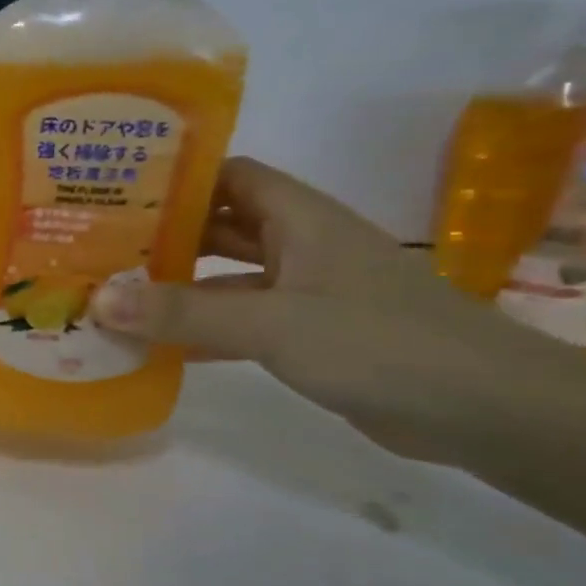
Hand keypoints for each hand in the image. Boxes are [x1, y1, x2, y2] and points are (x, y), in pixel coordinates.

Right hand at [91, 157, 547, 461]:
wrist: (485, 409)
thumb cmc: (379, 342)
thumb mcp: (272, 323)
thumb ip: (184, 313)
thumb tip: (100, 298)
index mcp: (300, 218)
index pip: (230, 176)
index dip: (178, 178)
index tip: (117, 191)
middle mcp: (301, 246)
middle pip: (222, 226)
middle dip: (165, 234)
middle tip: (100, 246)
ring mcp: (308, 293)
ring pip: (229, 278)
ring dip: (180, 287)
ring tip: (115, 294)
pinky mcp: (311, 337)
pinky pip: (243, 322)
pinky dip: (204, 329)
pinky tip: (159, 346)